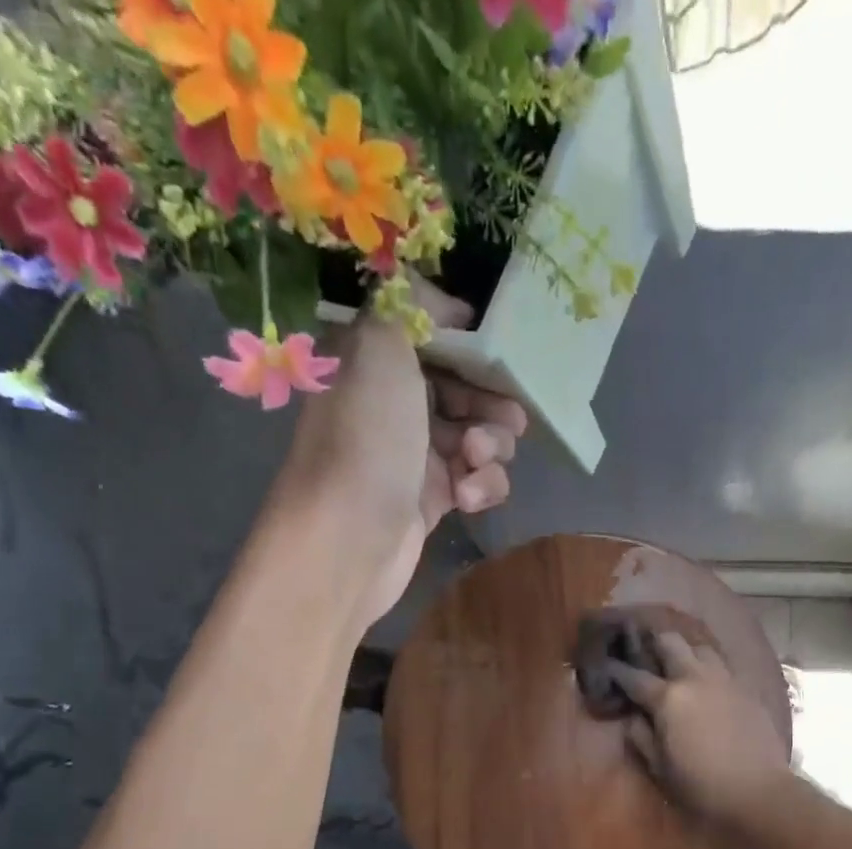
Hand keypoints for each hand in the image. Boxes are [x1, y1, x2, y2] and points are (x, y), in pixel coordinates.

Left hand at [276, 282, 526, 625]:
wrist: (347, 542)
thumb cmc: (366, 440)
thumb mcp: (380, 348)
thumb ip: (410, 305)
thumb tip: (446, 303)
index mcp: (375, 361)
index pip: (434, 338)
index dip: (471, 346)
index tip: (501, 357)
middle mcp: (394, 405)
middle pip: (464, 389)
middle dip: (491, 402)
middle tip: (505, 419)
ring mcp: (414, 456)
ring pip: (478, 437)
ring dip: (491, 447)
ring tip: (475, 462)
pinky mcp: (432, 502)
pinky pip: (476, 482)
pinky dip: (482, 487)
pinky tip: (467, 499)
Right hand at [610, 631, 791, 830]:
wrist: (758, 791)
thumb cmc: (701, 785)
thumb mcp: (659, 767)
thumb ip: (641, 736)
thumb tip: (633, 716)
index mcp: (668, 698)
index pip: (634, 676)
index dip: (617, 670)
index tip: (606, 665)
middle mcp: (694, 678)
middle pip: (670, 643)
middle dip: (652, 643)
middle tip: (644, 652)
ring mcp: (724, 680)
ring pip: (700, 647)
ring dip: (685, 650)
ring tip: (678, 662)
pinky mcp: (746, 688)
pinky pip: (723, 665)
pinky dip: (708, 666)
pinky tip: (706, 680)